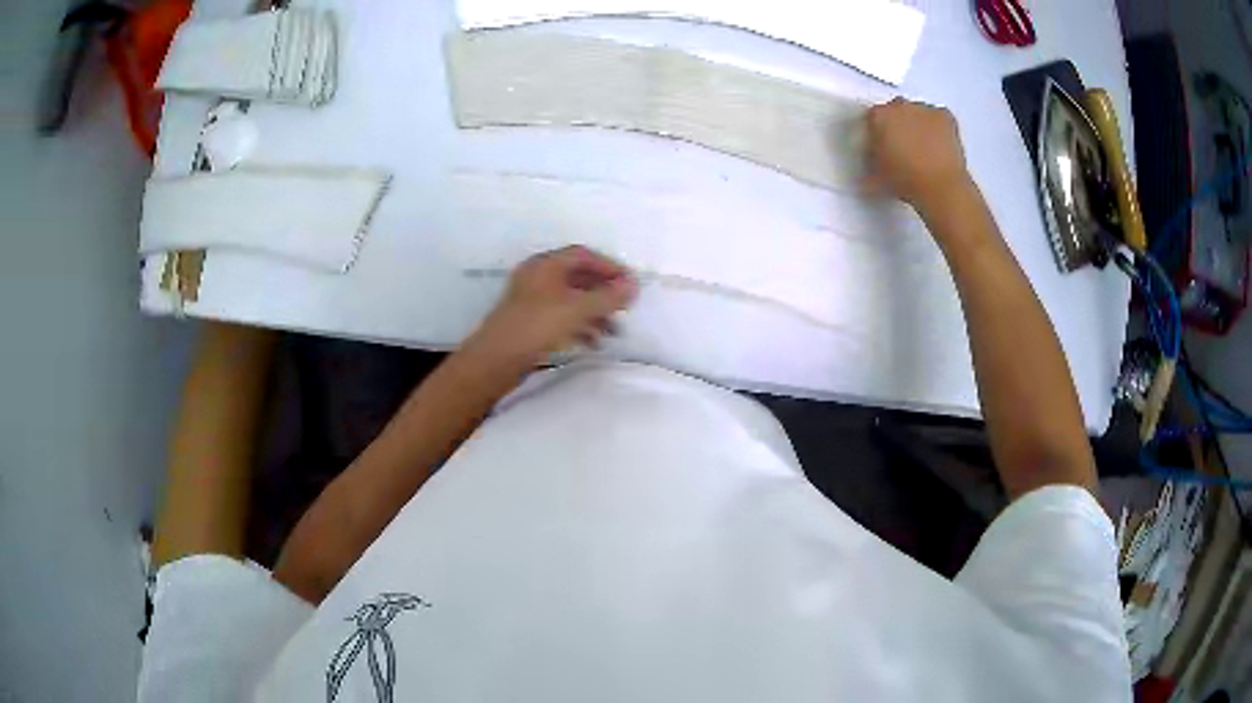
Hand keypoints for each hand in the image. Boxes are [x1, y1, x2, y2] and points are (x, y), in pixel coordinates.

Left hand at [466, 246, 638, 366]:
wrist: (495, 359)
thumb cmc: (537, 326)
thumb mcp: (577, 310)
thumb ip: (607, 297)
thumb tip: (633, 285)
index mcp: (546, 264)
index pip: (583, 255)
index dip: (609, 266)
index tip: (629, 284)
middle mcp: (537, 276)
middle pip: (577, 276)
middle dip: (603, 292)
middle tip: (625, 307)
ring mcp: (531, 299)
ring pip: (570, 299)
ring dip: (594, 312)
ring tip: (614, 331)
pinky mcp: (528, 321)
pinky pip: (560, 316)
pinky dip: (579, 325)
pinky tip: (593, 342)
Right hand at [865, 98, 973, 214]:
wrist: (940, 188)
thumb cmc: (907, 181)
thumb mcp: (877, 174)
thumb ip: (871, 160)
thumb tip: (871, 162)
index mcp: (878, 116)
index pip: (872, 118)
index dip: (877, 133)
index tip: (882, 146)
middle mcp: (899, 105)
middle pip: (895, 110)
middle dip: (898, 124)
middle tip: (903, 146)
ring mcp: (924, 109)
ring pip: (917, 112)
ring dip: (918, 123)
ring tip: (923, 147)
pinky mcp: (944, 116)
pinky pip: (938, 116)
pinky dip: (937, 126)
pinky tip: (938, 143)